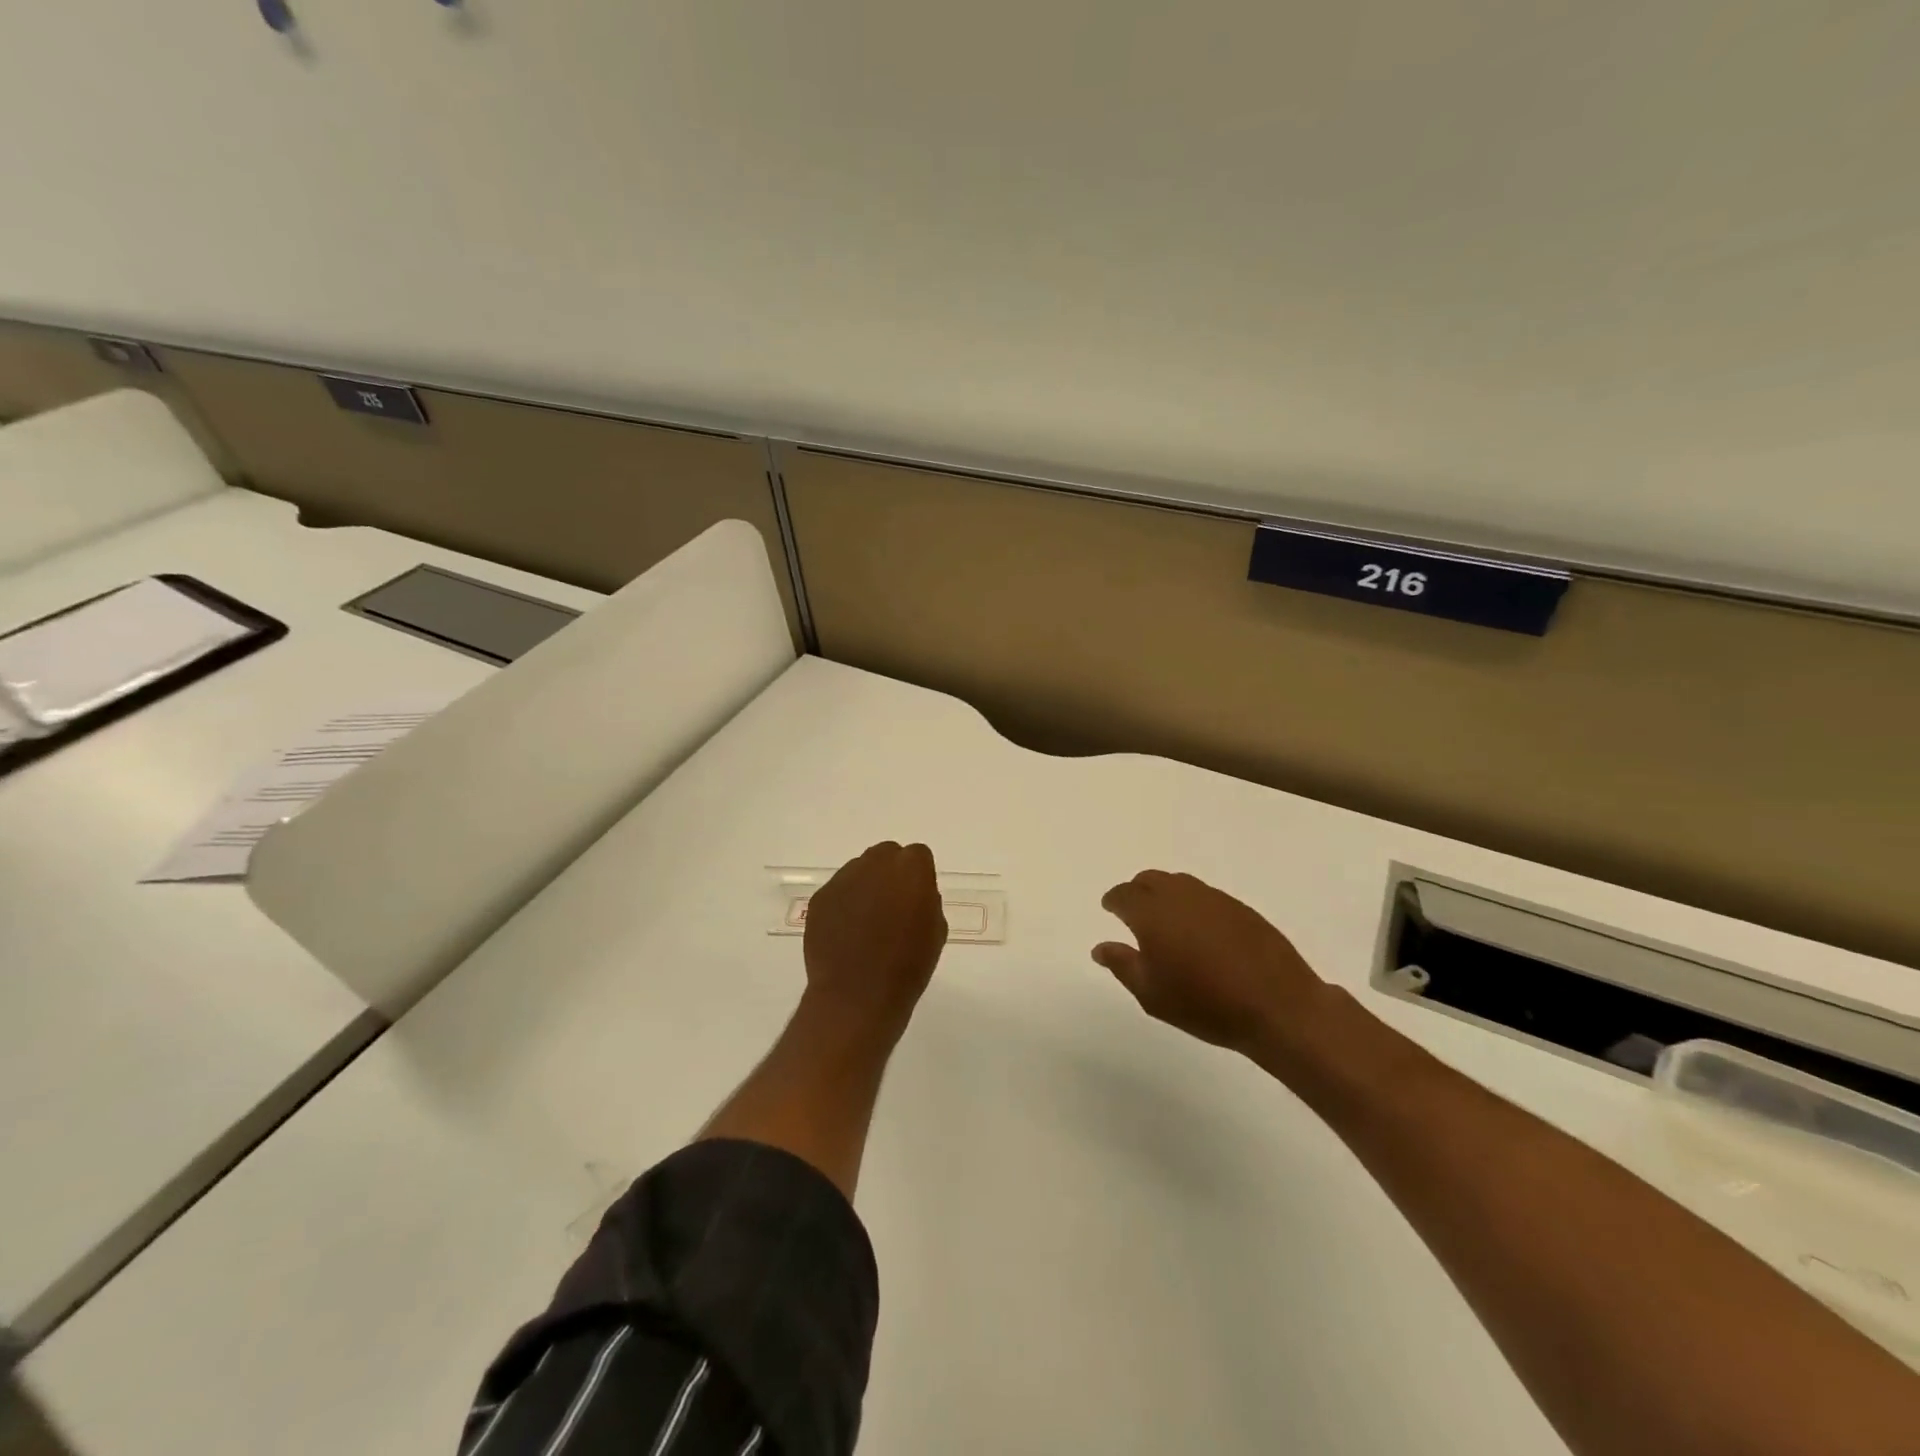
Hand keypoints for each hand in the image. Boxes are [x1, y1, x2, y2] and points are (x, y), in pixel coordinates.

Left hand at [802, 841, 947, 1039]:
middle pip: (886, 855)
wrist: (858, 996)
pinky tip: (846, 934)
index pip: (918, 856)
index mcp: (911, 869)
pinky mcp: (820, 898)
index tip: (917, 899)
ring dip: (866, 887)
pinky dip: (843, 905)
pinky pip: (838, 892)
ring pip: (859, 870)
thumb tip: (912, 894)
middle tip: (892, 906)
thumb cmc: (908, 967)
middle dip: (890, 874)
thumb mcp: (936, 930)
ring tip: (866, 923)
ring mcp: (843, 879)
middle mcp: (875, 863)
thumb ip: (926, 900)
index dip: (918, 877)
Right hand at [1093, 870, 1328, 1055]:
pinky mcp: (1241, 908)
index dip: (1113, 900)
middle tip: (1133, 914)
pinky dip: (1193, 904)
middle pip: (1150, 880)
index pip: (1124, 894)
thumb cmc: (1205, 1004)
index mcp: (1152, 913)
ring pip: (1179, 883)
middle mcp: (1181, 896)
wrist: (1277, 1007)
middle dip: (1136, 891)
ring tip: (1167, 921)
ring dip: (1165, 894)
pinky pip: (1205, 896)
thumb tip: (1100, 947)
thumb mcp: (1152, 994)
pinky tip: (1200, 930)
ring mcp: (1214, 899)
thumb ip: (1122, 965)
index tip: (1109, 909)